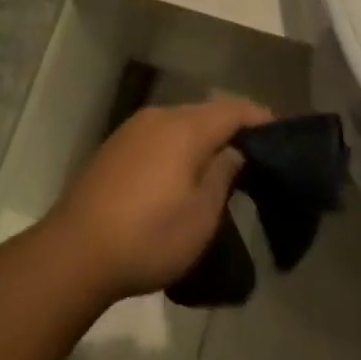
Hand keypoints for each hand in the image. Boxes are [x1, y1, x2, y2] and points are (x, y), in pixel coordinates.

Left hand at [44, 100, 272, 301]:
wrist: (77, 249)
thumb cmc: (148, 236)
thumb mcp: (201, 216)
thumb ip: (223, 175)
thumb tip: (235, 151)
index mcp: (184, 128)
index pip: (232, 110)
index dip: (259, 118)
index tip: (283, 133)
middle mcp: (159, 117)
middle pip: (205, 113)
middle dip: (233, 130)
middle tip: (258, 158)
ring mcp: (133, 129)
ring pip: (181, 123)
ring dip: (204, 139)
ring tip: (224, 168)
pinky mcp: (116, 146)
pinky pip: (160, 135)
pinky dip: (180, 147)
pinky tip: (184, 174)